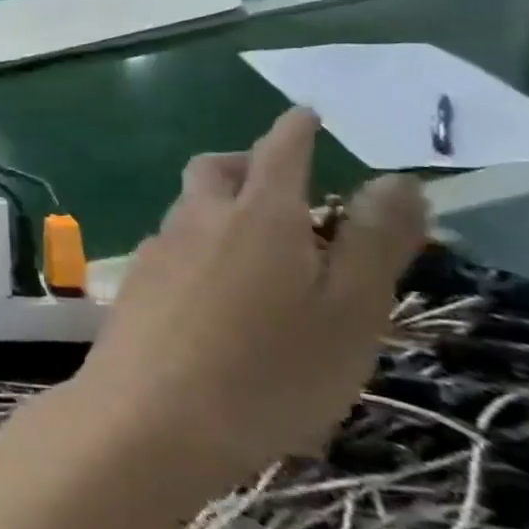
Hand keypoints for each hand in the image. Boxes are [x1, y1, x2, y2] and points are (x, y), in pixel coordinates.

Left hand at [79, 107, 426, 493]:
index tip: (305, 114)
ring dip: (221, 207)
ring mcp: (156, 250)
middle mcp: (197, 218)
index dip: (295, 129)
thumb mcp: (350, 312)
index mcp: (257, 215)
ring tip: (261, 244)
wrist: (148, 414)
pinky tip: (216, 290)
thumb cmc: (269, 370)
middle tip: (283, 184)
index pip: (278, 152)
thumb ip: (372, 242)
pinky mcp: (133, 284)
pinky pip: (172, 246)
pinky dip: (199, 246)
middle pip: (214, 169)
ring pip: (188, 207)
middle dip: (247, 163)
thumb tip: (394, 178)